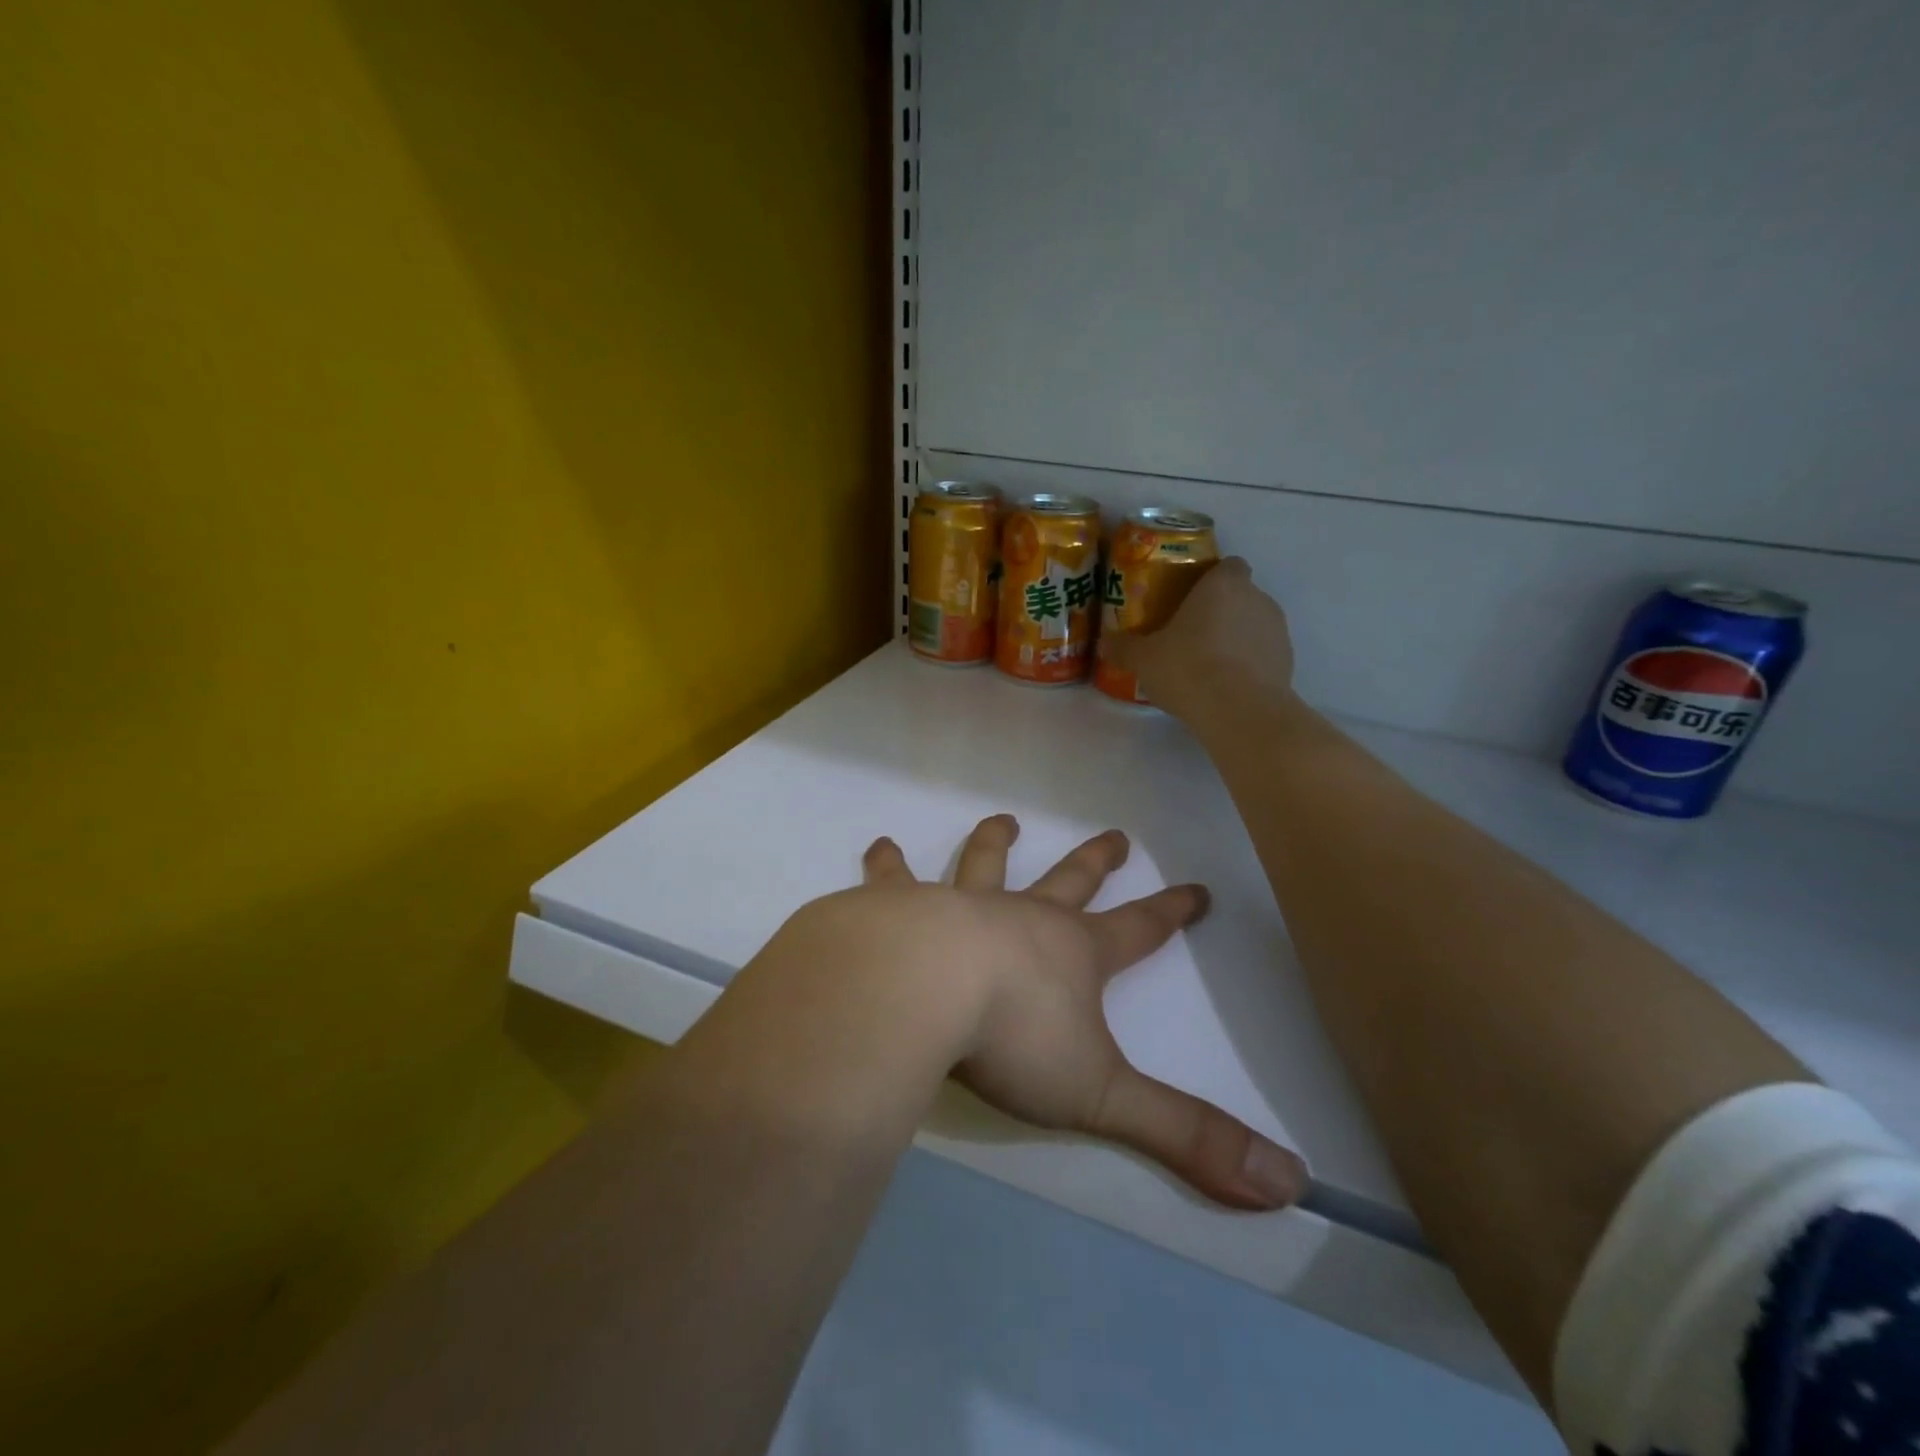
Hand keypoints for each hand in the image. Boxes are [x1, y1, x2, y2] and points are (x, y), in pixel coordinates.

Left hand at [821, 815, 1306, 1210]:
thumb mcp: (1103, 1096)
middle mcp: (1020, 917)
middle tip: (1115, 834)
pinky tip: (880, 847)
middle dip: (1095, 860)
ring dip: (995, 842)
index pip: (1138, 930)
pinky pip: (894, 879)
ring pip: (983, 864)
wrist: (917, 990)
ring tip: (1004, 819)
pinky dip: (888, 864)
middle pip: (1069, 881)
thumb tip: (1287, 1186)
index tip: (1197, 888)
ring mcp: (957, 906)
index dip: (1171, 912)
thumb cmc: (1010, 1038)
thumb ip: (1186, 1136)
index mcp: (1072, 954)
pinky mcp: (897, 909)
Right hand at [1100, 556, 1295, 719]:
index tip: (1190, 597)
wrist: (1240, 712)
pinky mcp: (1287, 663)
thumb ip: (1124, 647)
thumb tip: (1105, 643)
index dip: (1211, 578)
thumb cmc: (1189, 668)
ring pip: (1253, 625)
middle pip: (1240, 595)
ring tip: (1208, 665)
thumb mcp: (1143, 659)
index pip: (1228, 565)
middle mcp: (1257, 599)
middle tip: (1190, 634)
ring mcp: (1278, 631)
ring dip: (1236, 638)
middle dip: (1219, 611)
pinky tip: (1226, 686)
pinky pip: (1263, 654)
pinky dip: (1249, 664)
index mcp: (1223, 585)